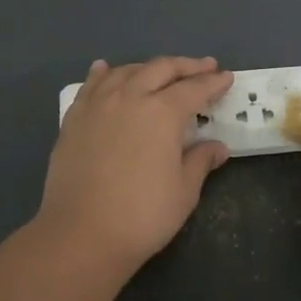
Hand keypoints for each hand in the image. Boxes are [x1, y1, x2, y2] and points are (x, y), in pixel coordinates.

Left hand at [40, 56, 233, 272]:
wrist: (80, 235)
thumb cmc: (142, 216)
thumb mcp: (184, 191)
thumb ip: (201, 161)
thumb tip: (218, 147)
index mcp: (163, 112)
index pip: (195, 89)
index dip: (213, 82)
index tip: (226, 77)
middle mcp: (130, 96)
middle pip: (161, 69)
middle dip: (186, 66)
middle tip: (203, 67)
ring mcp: (98, 104)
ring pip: (126, 71)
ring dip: (149, 68)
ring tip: (160, 72)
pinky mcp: (74, 118)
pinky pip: (91, 85)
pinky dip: (104, 73)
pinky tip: (106, 70)